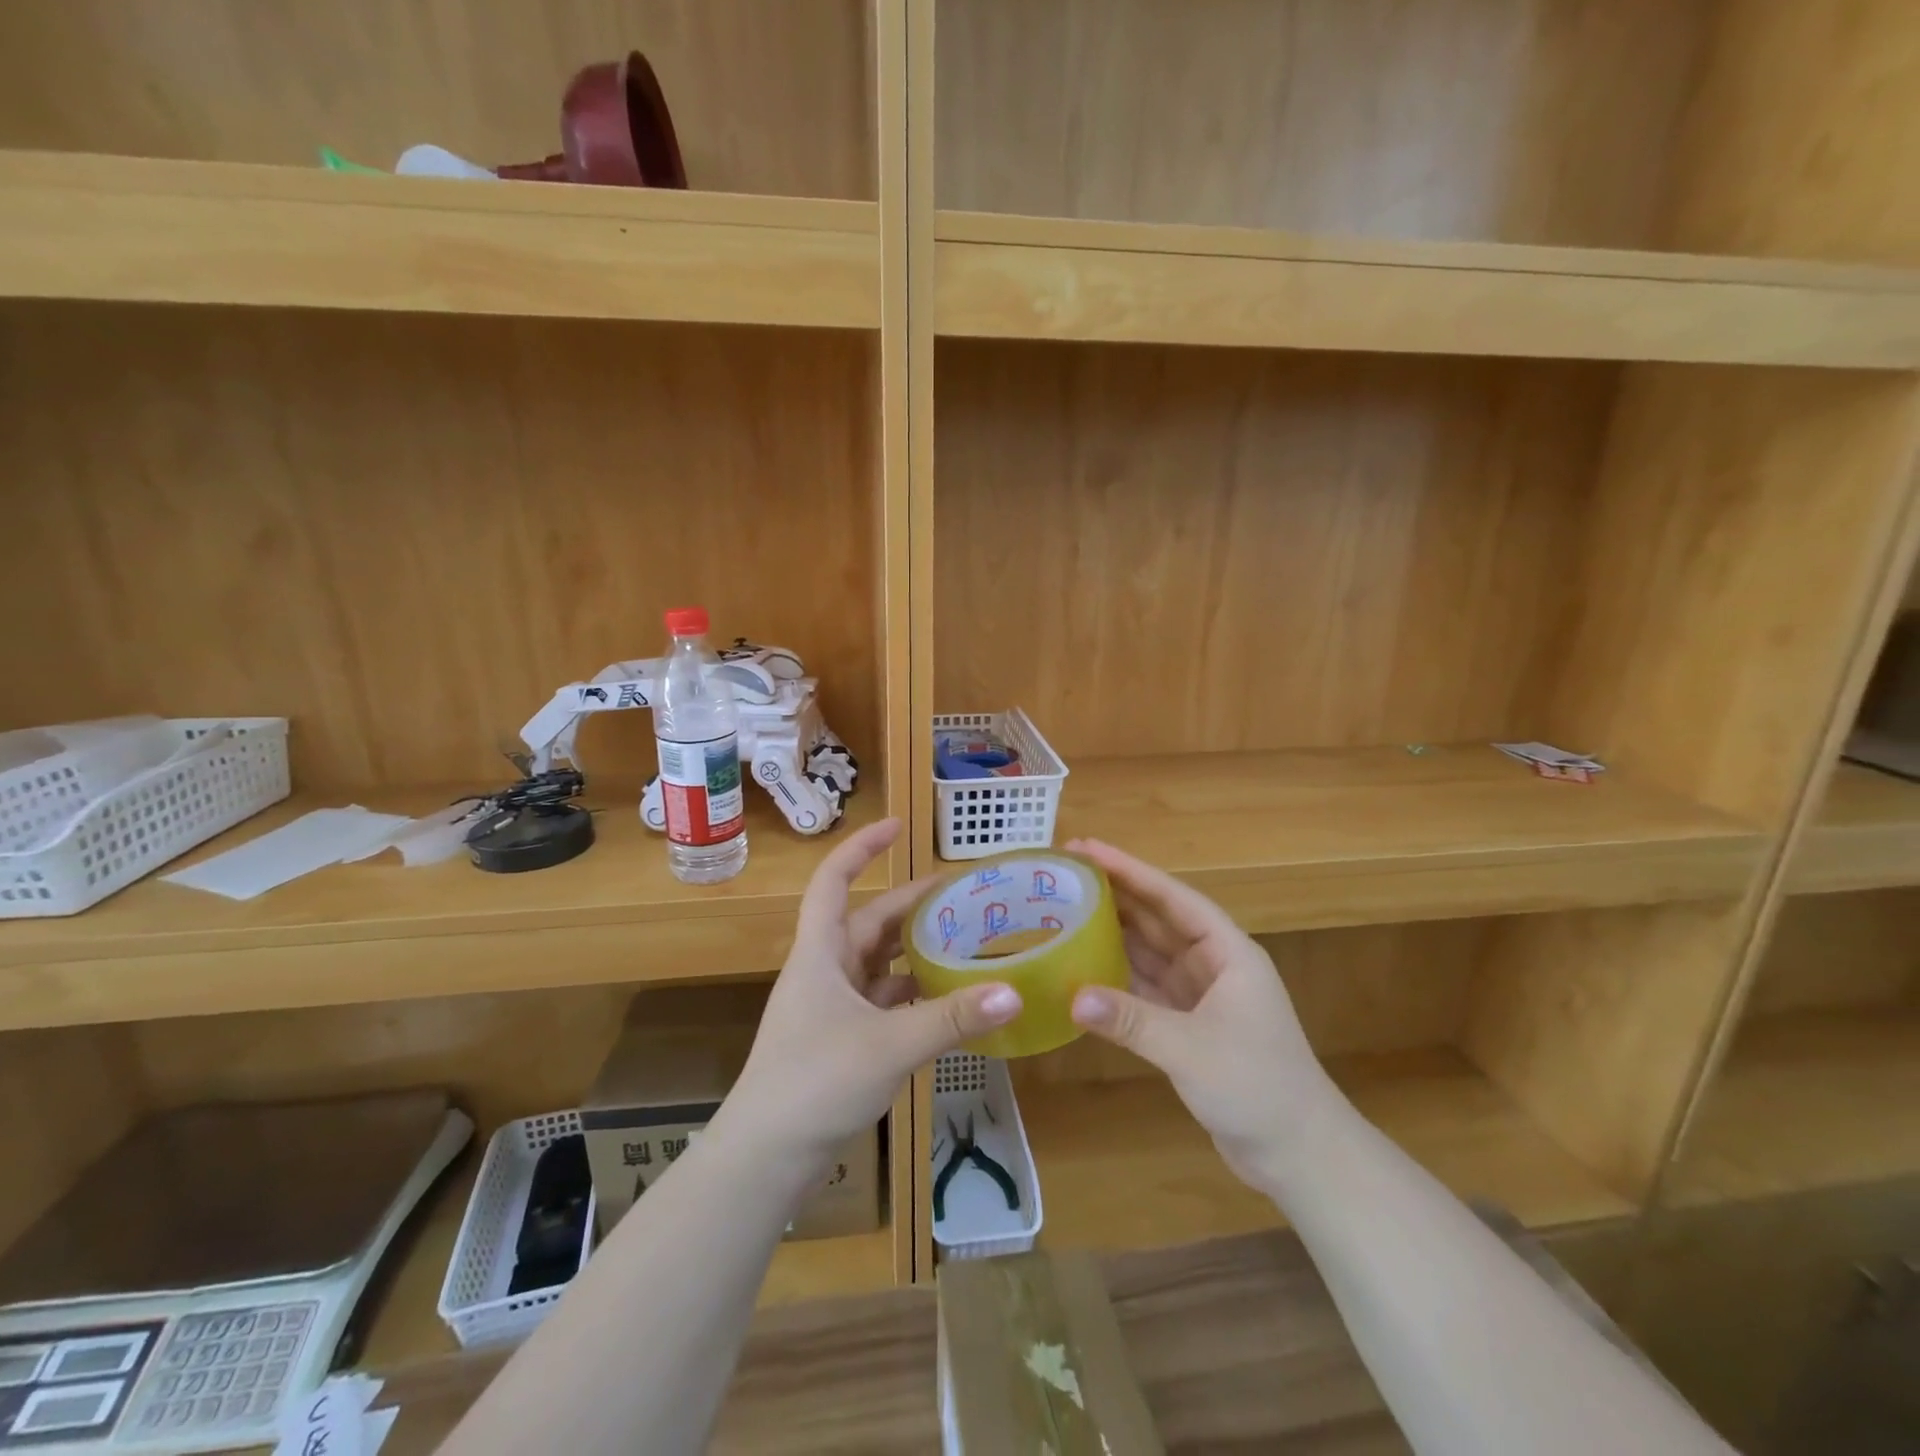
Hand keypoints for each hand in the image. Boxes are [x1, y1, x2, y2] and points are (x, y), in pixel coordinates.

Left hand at [722, 818, 1021, 1169]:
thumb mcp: (889, 1045)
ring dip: (916, 951)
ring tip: (965, 941)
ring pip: (879, 963)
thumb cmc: (815, 1081)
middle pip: (870, 922)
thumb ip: (951, 1019)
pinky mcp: (841, 1039)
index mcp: (821, 952)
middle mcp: (825, 970)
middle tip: (963, 896)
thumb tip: (1014, 992)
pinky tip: (947, 1000)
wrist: (766, 1158)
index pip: (834, 880)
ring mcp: (831, 1007)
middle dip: (912, 905)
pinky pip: (884, 1001)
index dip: (861, 846)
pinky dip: (913, 994)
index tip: (898, 826)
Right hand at [1067, 838, 1340, 1189]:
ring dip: (1113, 933)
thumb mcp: (1190, 1049)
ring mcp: (1201, 996)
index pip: (1171, 897)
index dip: (1129, 870)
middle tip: (1065, 874)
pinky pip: (1145, 988)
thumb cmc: (1257, 1087)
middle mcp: (1213, 965)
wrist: (1302, 1156)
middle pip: (1157, 919)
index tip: (1086, 848)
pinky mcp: (1189, 1026)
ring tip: (1066, 910)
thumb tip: (1072, 998)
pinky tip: (1084, 967)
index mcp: (1227, 952)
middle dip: (1115, 895)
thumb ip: (1130, 1020)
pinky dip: (1117, 978)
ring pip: (1149, 952)